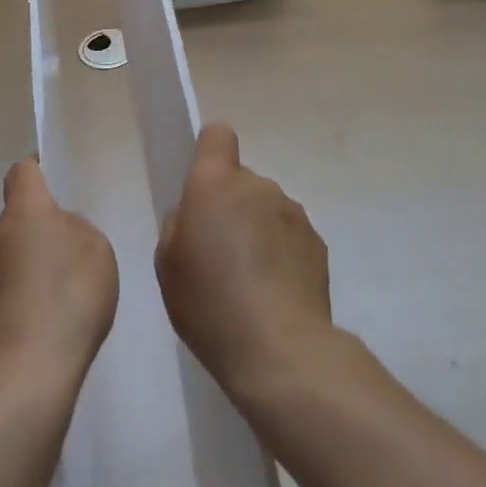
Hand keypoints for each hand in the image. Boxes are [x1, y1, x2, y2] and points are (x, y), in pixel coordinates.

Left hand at [0, 160, 117, 392]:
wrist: (24, 376)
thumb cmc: (69, 298)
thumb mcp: (97, 251)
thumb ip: (76, 231)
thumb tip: (57, 233)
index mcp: (24, 212)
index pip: (22, 173)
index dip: (36, 169)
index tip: (49, 174)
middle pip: (16, 221)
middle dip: (39, 231)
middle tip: (70, 256)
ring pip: (8, 259)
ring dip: (29, 269)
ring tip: (60, 300)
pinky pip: (3, 295)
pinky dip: (21, 302)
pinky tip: (45, 328)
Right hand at [155, 123, 334, 399]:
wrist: (280, 350)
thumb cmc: (211, 304)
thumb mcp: (168, 267)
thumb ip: (179, 226)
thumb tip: (195, 215)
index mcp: (215, 183)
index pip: (218, 136)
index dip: (209, 151)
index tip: (203, 184)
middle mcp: (257, 185)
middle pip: (241, 180)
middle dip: (231, 206)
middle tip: (220, 254)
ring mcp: (292, 211)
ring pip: (266, 208)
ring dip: (258, 230)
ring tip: (250, 282)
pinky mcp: (317, 242)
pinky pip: (289, 235)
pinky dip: (281, 254)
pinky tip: (274, 294)